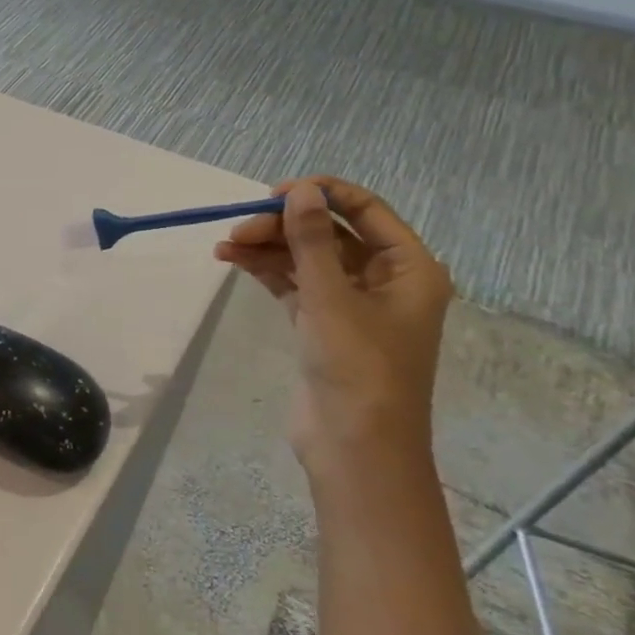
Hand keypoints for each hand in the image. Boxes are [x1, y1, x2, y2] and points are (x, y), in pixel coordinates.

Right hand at [214, 178, 451, 480]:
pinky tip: (232, 260)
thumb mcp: (331, 297)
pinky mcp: (323, 325)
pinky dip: (265, 271)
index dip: (321, 195)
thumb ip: (312, 240)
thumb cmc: (358, 366)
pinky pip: (293, 284)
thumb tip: (301, 190)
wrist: (354, 444)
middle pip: (330, 234)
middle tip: (239, 228)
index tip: (273, 193)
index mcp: (409, 268)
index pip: (366, 210)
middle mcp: (384, 280)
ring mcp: (352, 304)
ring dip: (268, 248)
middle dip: (284, 226)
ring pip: (306, 259)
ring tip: (225, 245)